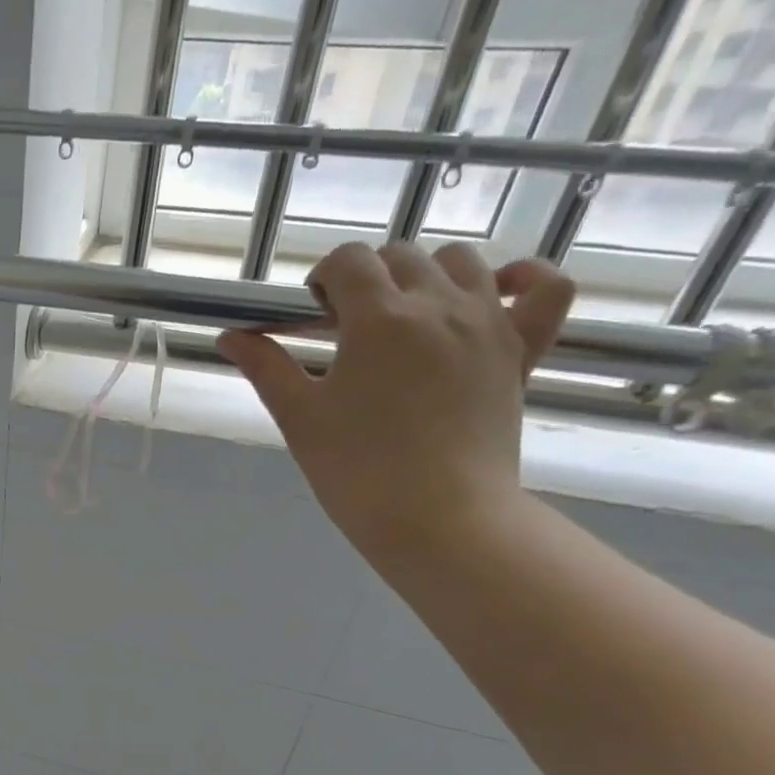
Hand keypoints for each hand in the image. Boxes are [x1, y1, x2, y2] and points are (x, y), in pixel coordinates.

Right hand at [217, 241, 574, 562]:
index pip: (349, 261)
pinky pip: (545, 289)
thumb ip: (265, 366)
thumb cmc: (356, 469)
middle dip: (366, 278)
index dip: (322, 278)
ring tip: (405, 317)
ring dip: (425, 275)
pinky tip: (493, 293)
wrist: (438, 518)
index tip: (311, 315)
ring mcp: (489, 323)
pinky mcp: (522, 350)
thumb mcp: (299, 416)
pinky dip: (522, 278)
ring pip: (462, 261)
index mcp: (380, 318)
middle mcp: (439, 304)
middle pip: (400, 256)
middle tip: (346, 329)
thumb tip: (229, 336)